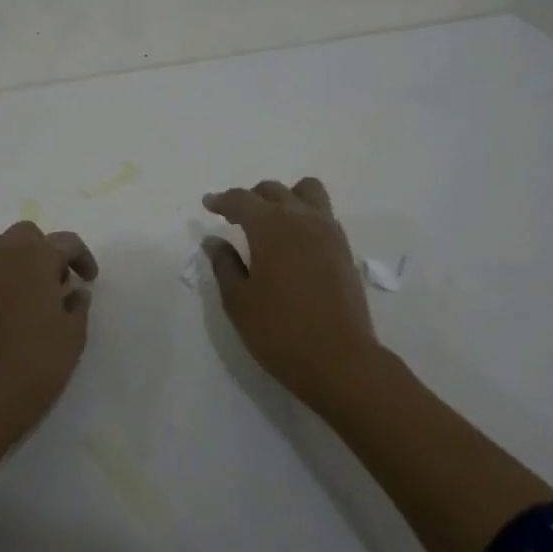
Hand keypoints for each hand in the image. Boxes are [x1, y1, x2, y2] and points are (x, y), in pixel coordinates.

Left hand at [0, 221, 98, 440]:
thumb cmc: (35, 364)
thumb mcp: (72, 336)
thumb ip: (78, 306)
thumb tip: (75, 292)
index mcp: (35, 258)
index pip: (65, 242)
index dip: (83, 257)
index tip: (91, 280)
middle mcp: (4, 257)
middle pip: (28, 234)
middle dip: (48, 250)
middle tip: (61, 282)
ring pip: (2, 246)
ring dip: (22, 258)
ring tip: (36, 291)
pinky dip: (4, 277)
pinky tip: (15, 309)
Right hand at [201, 177, 382, 408]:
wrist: (340, 360)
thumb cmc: (280, 331)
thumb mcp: (239, 301)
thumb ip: (224, 265)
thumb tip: (213, 240)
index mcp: (271, 226)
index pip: (242, 200)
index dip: (222, 200)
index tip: (208, 204)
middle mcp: (302, 219)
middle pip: (273, 191)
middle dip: (250, 198)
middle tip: (234, 217)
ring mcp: (328, 232)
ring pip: (306, 192)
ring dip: (284, 197)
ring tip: (270, 220)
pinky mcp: (344, 249)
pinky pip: (323, 214)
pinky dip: (304, 214)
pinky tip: (294, 241)